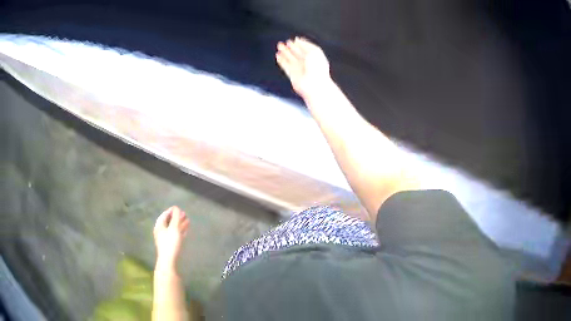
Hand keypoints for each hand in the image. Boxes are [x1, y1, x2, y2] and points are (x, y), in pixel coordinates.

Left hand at [153, 206, 188, 269]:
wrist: (169, 260)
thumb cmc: (170, 243)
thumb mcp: (174, 228)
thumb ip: (176, 217)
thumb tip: (177, 208)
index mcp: (159, 225)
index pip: (165, 215)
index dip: (171, 211)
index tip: (179, 208)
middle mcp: (161, 231)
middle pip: (169, 222)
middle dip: (177, 218)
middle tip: (185, 214)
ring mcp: (165, 238)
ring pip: (173, 229)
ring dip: (180, 225)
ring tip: (188, 221)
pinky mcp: (170, 245)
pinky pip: (175, 235)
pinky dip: (180, 231)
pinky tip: (186, 231)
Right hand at [276, 37, 331, 98]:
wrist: (315, 84)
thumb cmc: (317, 68)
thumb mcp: (314, 51)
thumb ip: (305, 45)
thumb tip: (297, 40)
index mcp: (314, 57)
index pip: (306, 49)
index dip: (300, 44)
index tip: (295, 39)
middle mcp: (307, 63)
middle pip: (297, 53)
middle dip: (291, 47)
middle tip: (285, 42)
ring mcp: (299, 68)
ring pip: (290, 58)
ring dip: (284, 52)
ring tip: (279, 46)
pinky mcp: (292, 74)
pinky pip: (285, 66)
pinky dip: (281, 60)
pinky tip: (278, 55)